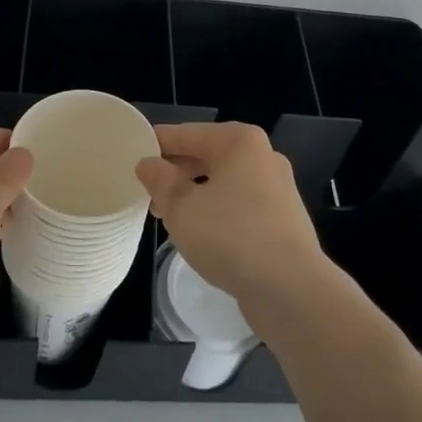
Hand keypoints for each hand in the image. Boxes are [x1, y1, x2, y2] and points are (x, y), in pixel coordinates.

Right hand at [136, 123, 329, 314]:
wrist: (290, 288)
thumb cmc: (230, 236)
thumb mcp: (181, 208)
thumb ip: (160, 181)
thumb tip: (148, 163)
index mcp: (239, 141)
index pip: (186, 134)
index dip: (156, 145)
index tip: (130, 157)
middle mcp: (262, 155)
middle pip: (207, 155)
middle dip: (176, 173)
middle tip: (147, 193)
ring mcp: (276, 187)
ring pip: (224, 182)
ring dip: (195, 195)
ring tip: (168, 216)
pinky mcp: (282, 218)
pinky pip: (240, 205)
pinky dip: (217, 212)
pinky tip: (201, 235)